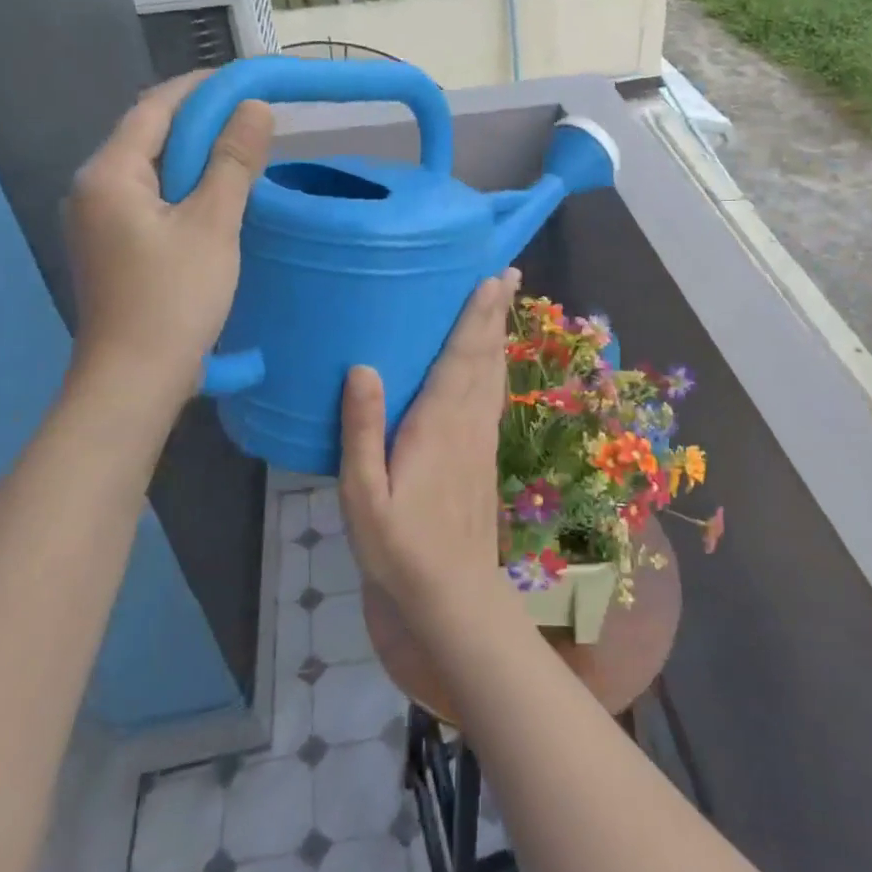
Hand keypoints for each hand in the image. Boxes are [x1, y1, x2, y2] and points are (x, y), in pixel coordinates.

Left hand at [64, 71, 272, 400]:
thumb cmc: (174, 299)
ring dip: (195, 156)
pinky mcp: (111, 248)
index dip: (201, 89)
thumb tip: (254, 109)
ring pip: (151, 170)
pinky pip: (149, 199)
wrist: (134, 379)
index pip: (156, 108)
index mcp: (109, 174)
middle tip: (252, 119)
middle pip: (149, 136)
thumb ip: (233, 163)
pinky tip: (215, 199)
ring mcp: (97, 221)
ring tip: (241, 155)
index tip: (245, 81)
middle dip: (200, 121)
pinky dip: (184, 188)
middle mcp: (92, 188)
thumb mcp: (213, 225)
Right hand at [338, 269, 522, 639]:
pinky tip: (493, 365)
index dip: (475, 317)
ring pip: (494, 376)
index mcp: (437, 426)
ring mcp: (481, 442)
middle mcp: (467, 425)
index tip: (490, 279)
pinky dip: (495, 369)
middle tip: (509, 274)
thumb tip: (363, 368)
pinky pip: (493, 399)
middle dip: (495, 315)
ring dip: (499, 336)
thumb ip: (362, 432)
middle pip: (485, 358)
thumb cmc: (399, 548)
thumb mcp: (363, 496)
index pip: (461, 359)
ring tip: (505, 305)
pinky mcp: (484, 458)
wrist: (452, 597)